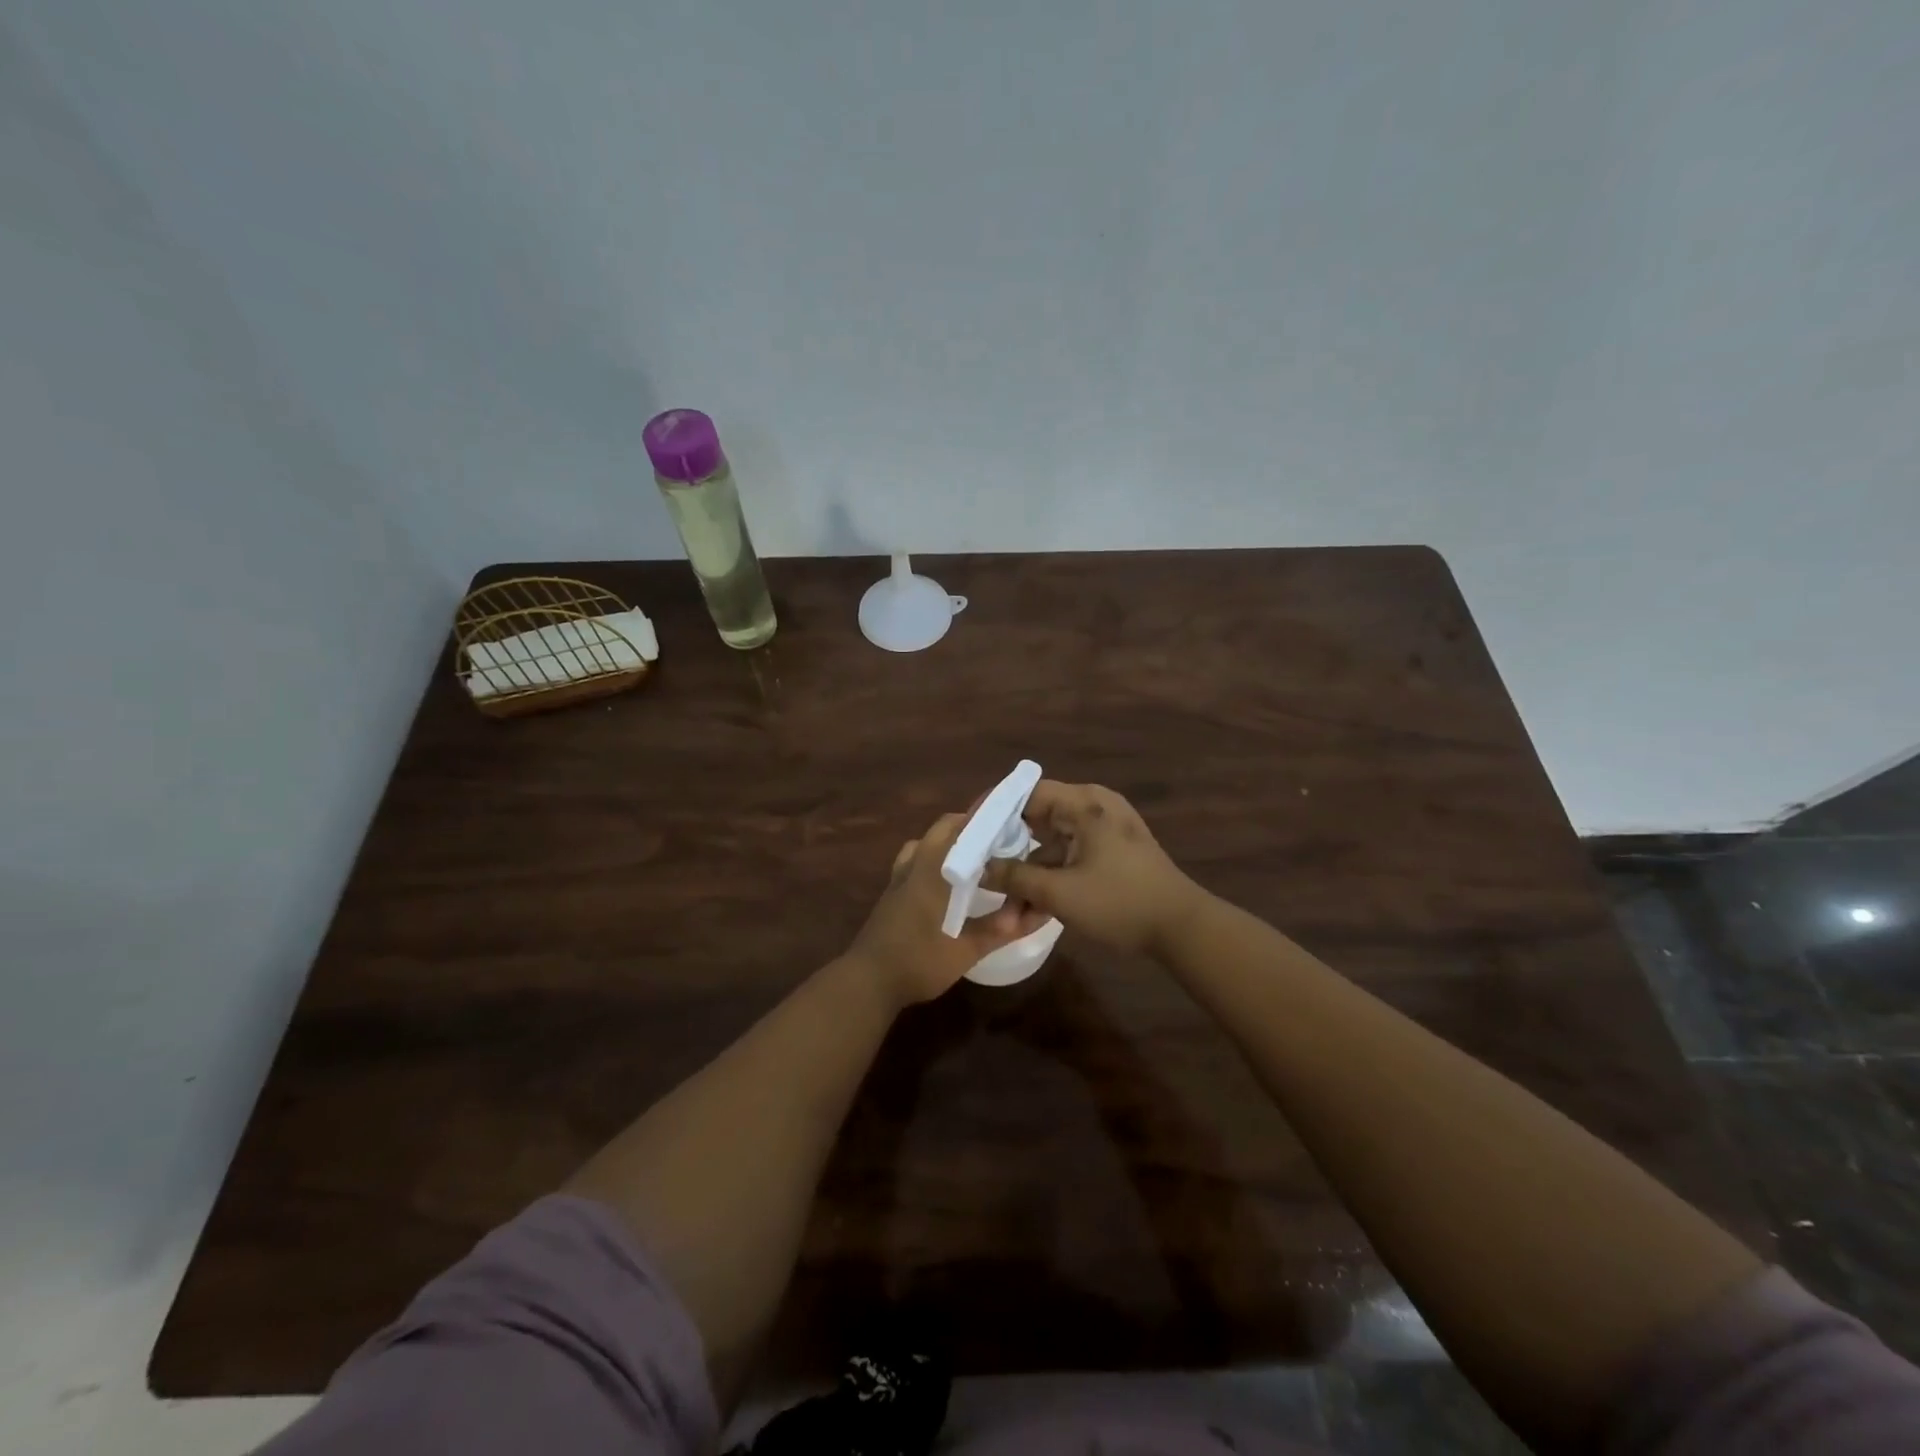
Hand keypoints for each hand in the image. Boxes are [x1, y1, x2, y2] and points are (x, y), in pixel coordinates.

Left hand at [848, 812, 1052, 1009]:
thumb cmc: (918, 962)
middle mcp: (915, 863)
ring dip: (949, 840)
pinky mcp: (891, 891)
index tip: (1013, 822)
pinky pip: (914, 859)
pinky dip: (933, 857)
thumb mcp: (965, 950)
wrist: (867, 981)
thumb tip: (1034, 911)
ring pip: (926, 841)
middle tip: (1000, 840)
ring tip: (974, 857)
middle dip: (971, 826)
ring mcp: (899, 876)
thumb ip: (1000, 929)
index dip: (988, 820)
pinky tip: (945, 881)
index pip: (963, 828)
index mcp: (934, 869)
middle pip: (944, 828)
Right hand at [982, 781, 1202, 955]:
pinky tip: (1032, 912)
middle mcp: (1094, 808)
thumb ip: (1016, 878)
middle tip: (981, 871)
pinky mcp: (1111, 853)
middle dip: (1010, 853)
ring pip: (1052, 846)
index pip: (1027, 792)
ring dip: (1030, 876)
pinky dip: (1051, 880)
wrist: (1182, 928)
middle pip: (1037, 820)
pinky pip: (1069, 858)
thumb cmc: (1120, 902)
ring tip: (1008, 912)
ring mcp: (1104, 831)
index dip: (994, 810)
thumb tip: (981, 868)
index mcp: (1084, 804)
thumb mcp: (1061, 893)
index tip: (969, 831)